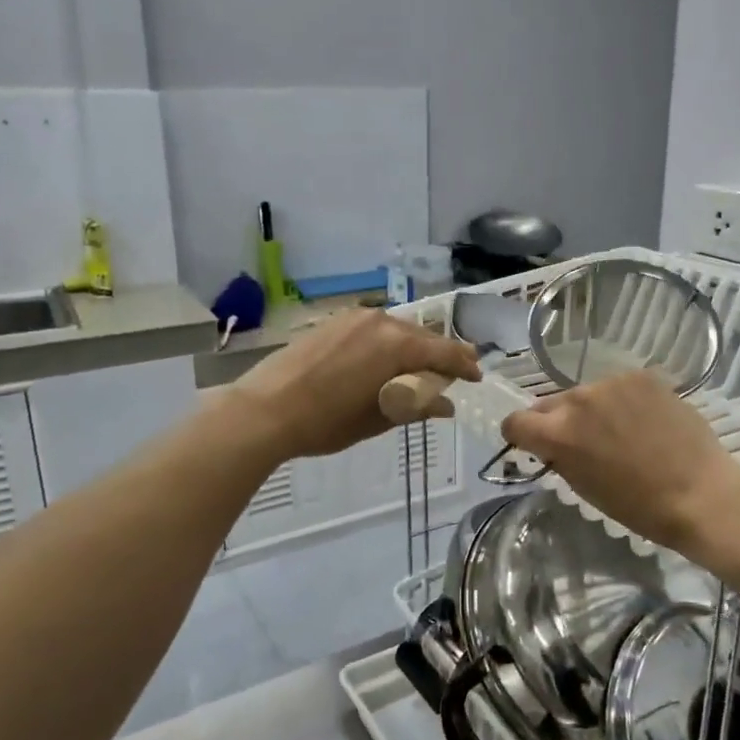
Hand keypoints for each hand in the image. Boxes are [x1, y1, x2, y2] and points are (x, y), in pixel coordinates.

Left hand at [227, 308, 479, 459]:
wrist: (264, 410)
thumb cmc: (325, 422)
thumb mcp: (377, 419)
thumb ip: (416, 405)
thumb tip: (444, 405)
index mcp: (397, 345)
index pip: (444, 351)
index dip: (464, 365)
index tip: (476, 377)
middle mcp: (381, 322)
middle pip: (422, 337)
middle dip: (439, 355)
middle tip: (450, 375)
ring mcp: (354, 318)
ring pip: (397, 330)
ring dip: (412, 348)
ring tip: (416, 370)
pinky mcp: (333, 321)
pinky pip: (374, 329)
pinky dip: (387, 344)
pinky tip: (382, 361)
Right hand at [501, 370, 739, 551]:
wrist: (701, 493)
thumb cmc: (639, 506)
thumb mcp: (585, 489)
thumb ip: (560, 458)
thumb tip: (552, 445)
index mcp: (558, 432)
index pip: (516, 421)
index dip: (520, 435)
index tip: (533, 445)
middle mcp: (578, 399)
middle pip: (551, 404)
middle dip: (559, 422)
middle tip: (585, 443)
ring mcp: (612, 383)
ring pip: (587, 394)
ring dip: (593, 410)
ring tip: (622, 432)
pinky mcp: (642, 376)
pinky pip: (619, 387)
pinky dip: (623, 401)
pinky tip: (646, 421)